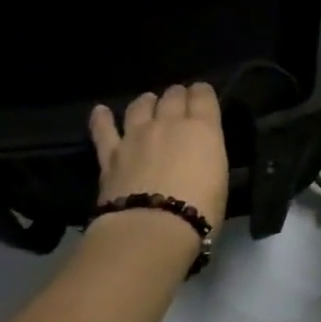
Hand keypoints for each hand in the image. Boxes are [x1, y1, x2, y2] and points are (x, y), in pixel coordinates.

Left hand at [89, 83, 230, 232]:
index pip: (204, 94)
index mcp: (203, 128)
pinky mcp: (110, 154)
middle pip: (172, 95)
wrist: (153, 228)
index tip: (203, 98)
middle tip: (179, 103)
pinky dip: (102, 118)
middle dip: (177, 96)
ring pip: (140, 105)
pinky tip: (101, 111)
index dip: (203, 93)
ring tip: (149, 104)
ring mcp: (136, 135)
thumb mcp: (219, 175)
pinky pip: (103, 129)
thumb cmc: (201, 208)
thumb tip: (199, 151)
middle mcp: (169, 122)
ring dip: (147, 102)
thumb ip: (207, 153)